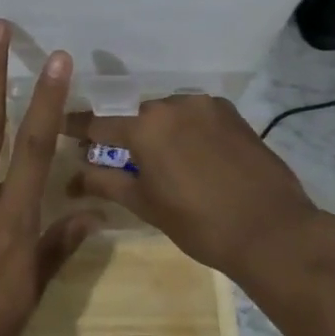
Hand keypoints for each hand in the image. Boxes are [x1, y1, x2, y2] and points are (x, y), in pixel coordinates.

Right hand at [66, 95, 327, 279]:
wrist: (272, 231)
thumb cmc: (200, 224)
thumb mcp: (146, 205)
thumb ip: (106, 183)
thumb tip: (74, 178)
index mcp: (145, 128)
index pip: (98, 124)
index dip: (77, 129)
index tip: (62, 129)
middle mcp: (173, 105)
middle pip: (136, 116)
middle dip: (125, 134)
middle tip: (121, 157)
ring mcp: (206, 106)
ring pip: (168, 114)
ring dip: (159, 131)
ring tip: (164, 160)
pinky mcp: (232, 114)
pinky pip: (196, 116)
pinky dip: (187, 130)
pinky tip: (194, 155)